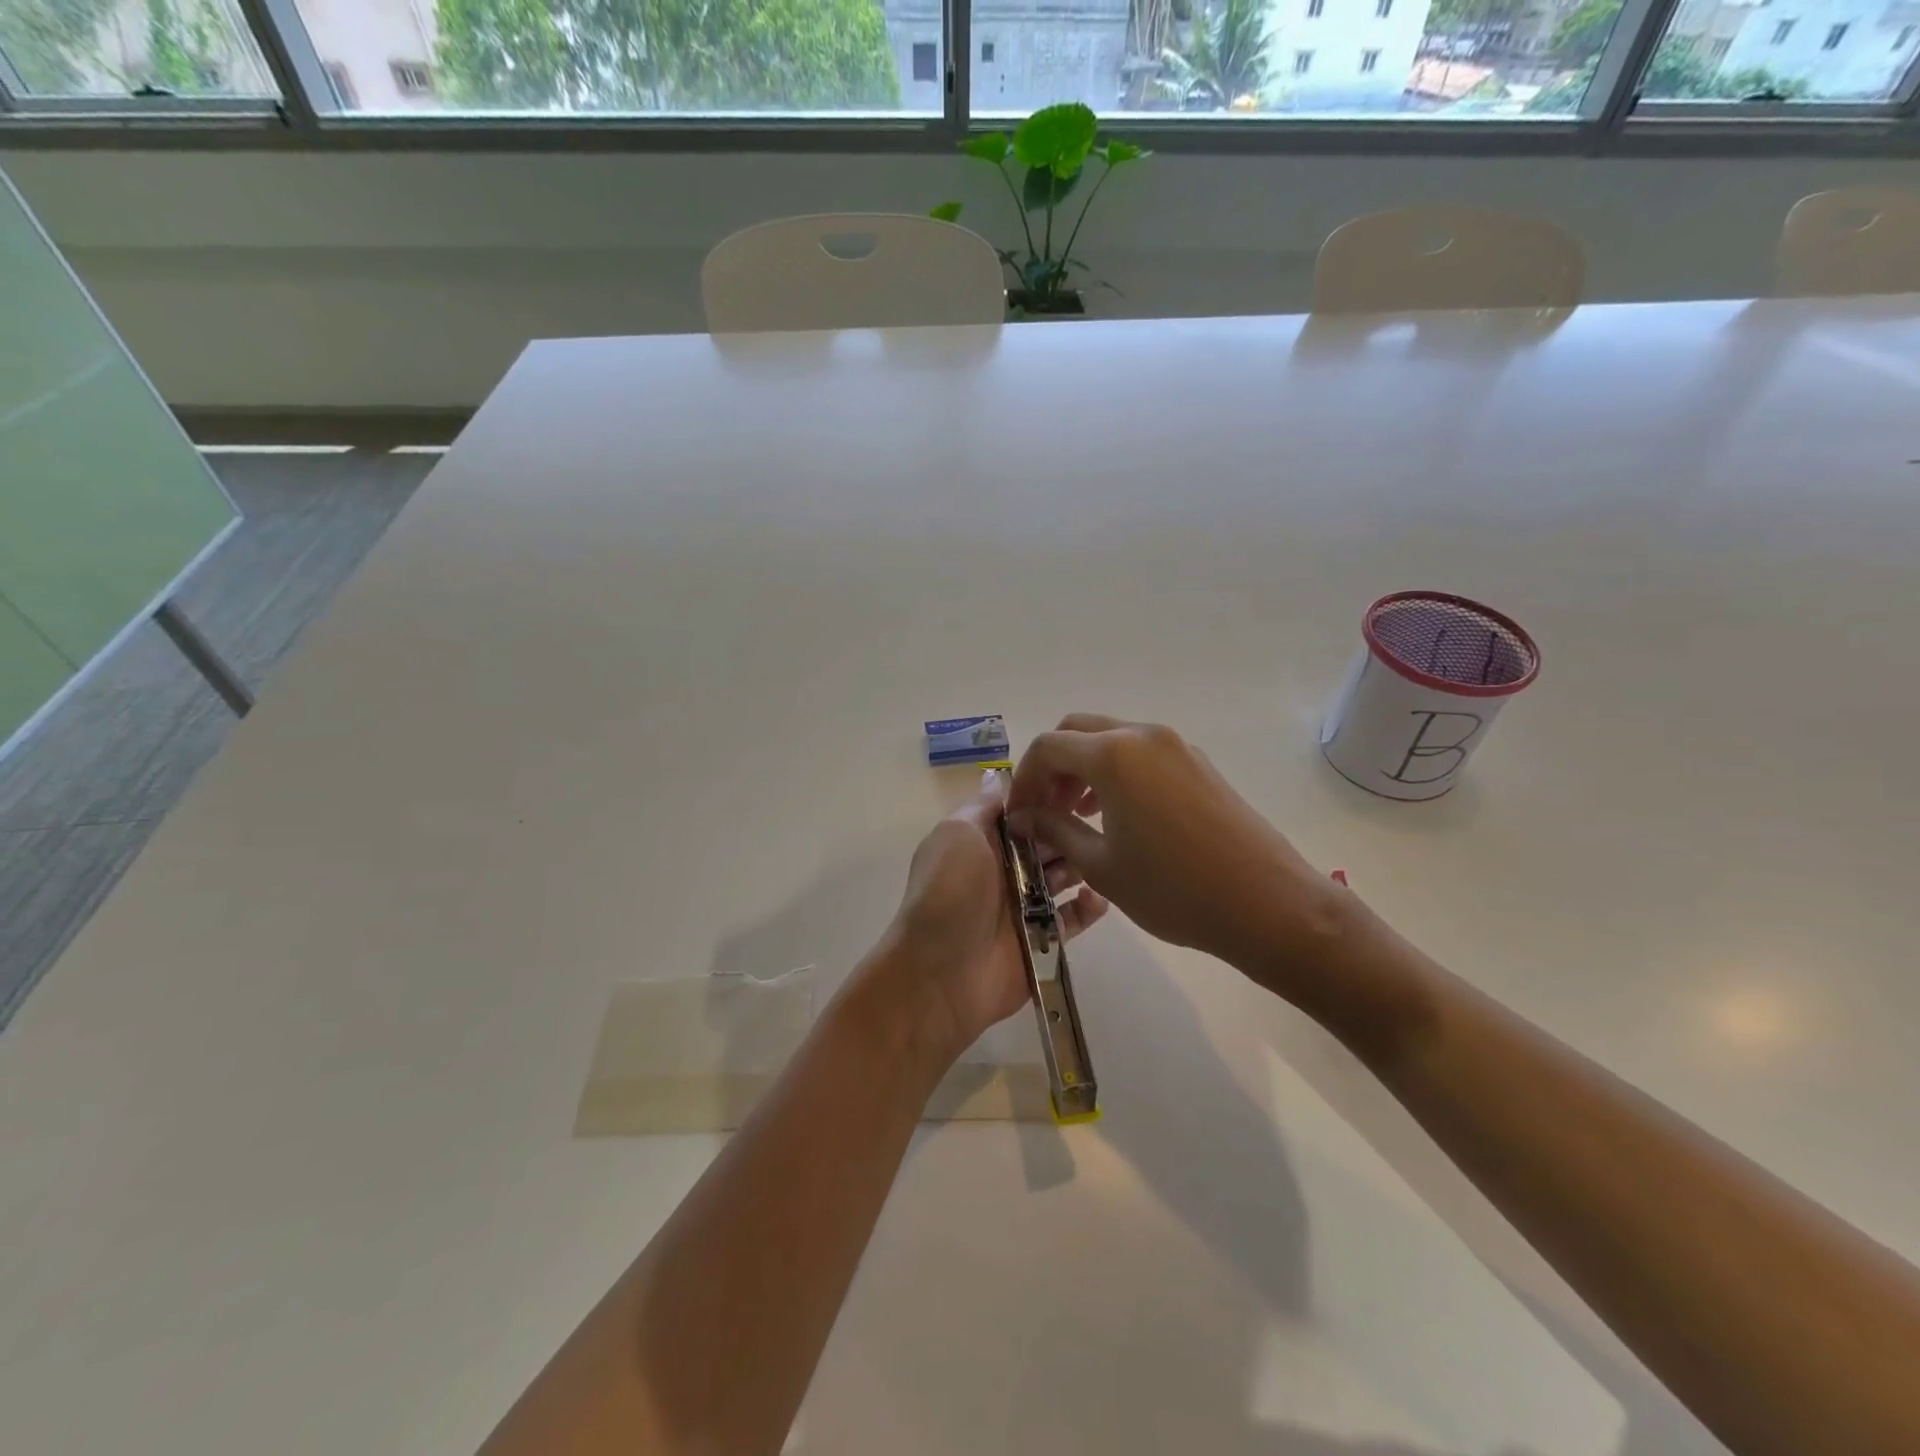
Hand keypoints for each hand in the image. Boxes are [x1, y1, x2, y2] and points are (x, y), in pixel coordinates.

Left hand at [884, 772, 1108, 1061]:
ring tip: (1102, 854)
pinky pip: (1072, 919)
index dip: (1046, 796)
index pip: (1020, 811)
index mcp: (981, 841)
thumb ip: (982, 806)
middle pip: (1046, 841)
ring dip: (1082, 864)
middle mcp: (1003, 870)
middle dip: (1069, 829)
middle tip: (1102, 818)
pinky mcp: (1042, 939)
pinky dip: (1088, 907)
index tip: (1080, 782)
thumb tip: (997, 776)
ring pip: (1063, 876)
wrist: (940, 973)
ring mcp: (1023, 906)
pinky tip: (1100, 897)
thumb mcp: (958, 834)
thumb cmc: (949, 892)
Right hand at [1006, 715, 1346, 996]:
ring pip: (1111, 739)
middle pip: (1077, 731)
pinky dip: (1115, 772)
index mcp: (1114, 754)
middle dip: (1052, 767)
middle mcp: (1144, 736)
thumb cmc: (1174, 890)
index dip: (1023, 779)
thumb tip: (1024, 817)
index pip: (1047, 747)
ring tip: (1076, 815)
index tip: (1017, 816)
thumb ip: (1055, 831)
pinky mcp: (1198, 764)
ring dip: (1083, 768)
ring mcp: (1176, 746)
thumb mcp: (1101, 866)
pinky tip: (1115, 815)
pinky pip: (1141, 753)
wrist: (1268, 905)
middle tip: (1044, 810)